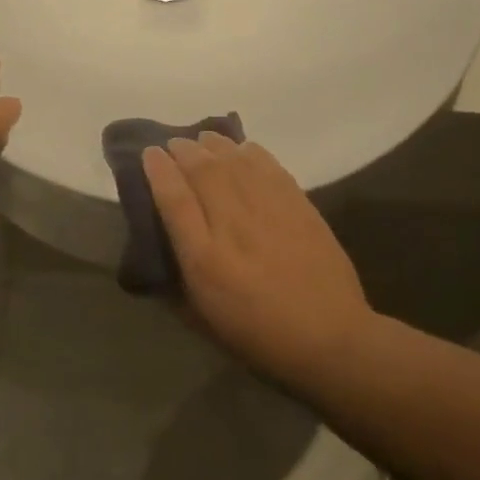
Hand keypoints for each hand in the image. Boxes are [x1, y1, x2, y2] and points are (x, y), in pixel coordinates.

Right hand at [142, 132, 372, 376]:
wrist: (330, 339)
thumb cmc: (259, 337)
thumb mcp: (203, 321)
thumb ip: (175, 285)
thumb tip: (157, 257)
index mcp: (204, 259)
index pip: (174, 199)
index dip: (158, 171)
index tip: (149, 154)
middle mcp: (233, 226)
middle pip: (203, 172)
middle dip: (183, 151)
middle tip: (174, 144)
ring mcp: (269, 212)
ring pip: (235, 163)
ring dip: (214, 146)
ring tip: (203, 140)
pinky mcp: (299, 207)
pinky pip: (269, 168)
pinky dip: (251, 153)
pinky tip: (242, 149)